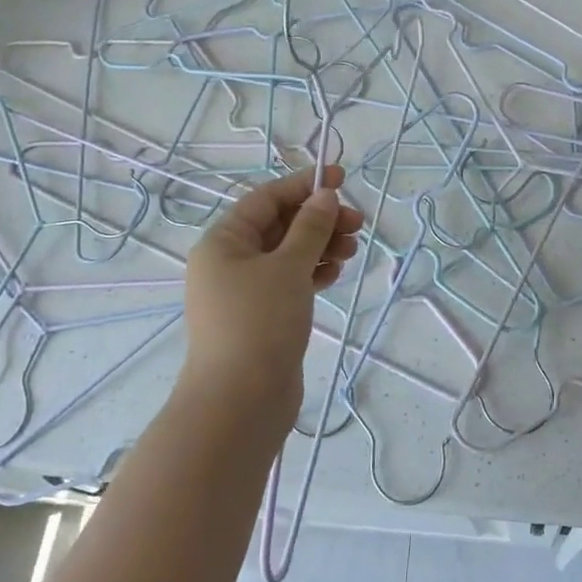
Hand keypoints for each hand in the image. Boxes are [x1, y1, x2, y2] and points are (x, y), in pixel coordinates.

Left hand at [182, 166, 363, 425]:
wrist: (241, 402)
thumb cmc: (260, 323)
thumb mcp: (289, 267)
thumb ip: (310, 228)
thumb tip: (325, 197)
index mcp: (224, 242)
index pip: (266, 199)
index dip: (304, 185)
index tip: (342, 179)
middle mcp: (229, 262)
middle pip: (279, 226)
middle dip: (319, 220)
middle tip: (358, 224)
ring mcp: (245, 292)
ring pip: (288, 255)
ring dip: (320, 246)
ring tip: (352, 251)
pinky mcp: (262, 317)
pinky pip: (290, 282)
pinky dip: (313, 273)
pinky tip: (335, 274)